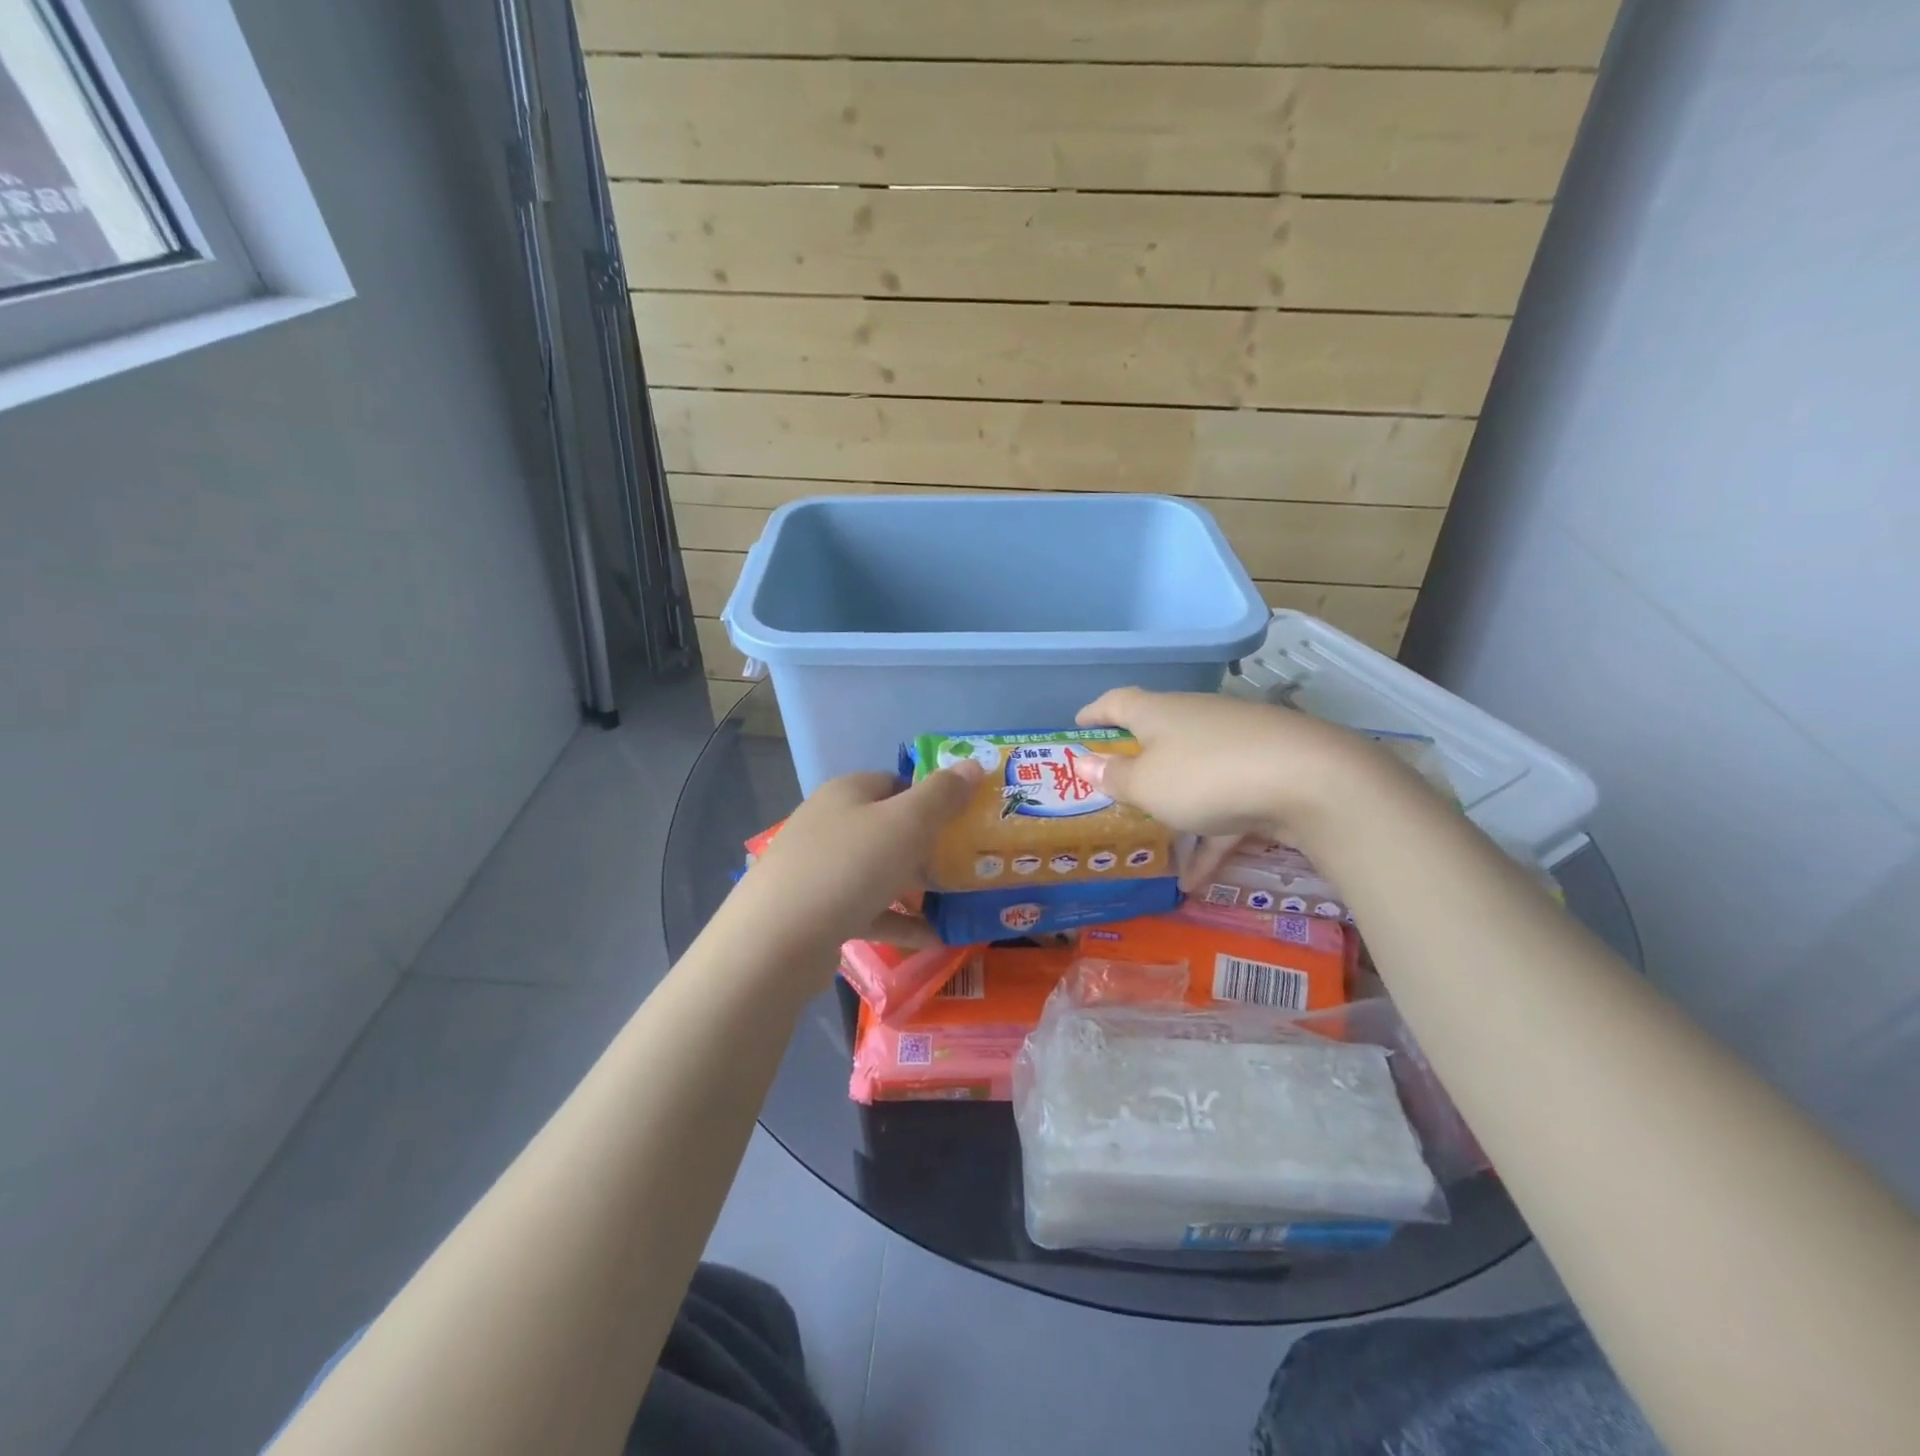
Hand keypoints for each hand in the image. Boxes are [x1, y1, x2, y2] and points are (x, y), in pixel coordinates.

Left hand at [729, 761, 983, 957]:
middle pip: (889, 828)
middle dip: (929, 846)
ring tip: (959, 903)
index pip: (896, 782)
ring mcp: (820, 870)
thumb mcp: (907, 823)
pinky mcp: (818, 912)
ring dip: (918, 888)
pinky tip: (935, 939)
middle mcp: (830, 824)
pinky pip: (869, 911)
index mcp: (847, 793)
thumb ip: (943, 794)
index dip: (933, 797)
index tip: (965, 820)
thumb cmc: (849, 867)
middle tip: (968, 864)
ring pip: (879, 872)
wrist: (777, 941)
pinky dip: (900, 921)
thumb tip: (974, 764)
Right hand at [1075, 687, 1391, 876]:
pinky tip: (1196, 881)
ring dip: (1173, 810)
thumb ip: (1114, 776)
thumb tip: (1084, 762)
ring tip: (1155, 848)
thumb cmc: (1206, 776)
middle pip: (1158, 737)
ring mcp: (1235, 745)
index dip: (1095, 713)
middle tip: (1114, 786)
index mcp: (1159, 713)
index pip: (1117, 702)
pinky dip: (1209, 838)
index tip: (1079, 725)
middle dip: (1136, 763)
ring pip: (1192, 776)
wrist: (1310, 780)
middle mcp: (1195, 720)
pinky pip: (1225, 807)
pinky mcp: (1265, 775)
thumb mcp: (1147, 784)